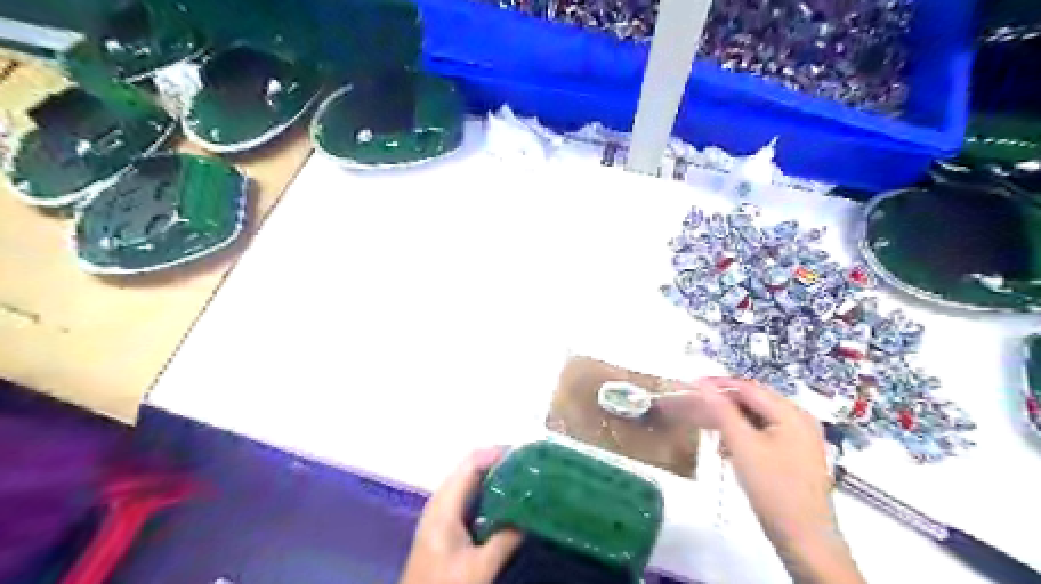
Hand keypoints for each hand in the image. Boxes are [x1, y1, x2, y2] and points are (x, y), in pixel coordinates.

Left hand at [401, 447, 525, 583]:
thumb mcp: (481, 567)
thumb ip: (506, 540)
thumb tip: (530, 516)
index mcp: (444, 505)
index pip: (471, 464)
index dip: (495, 453)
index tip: (523, 454)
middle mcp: (439, 501)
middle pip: (468, 469)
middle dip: (496, 462)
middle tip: (526, 465)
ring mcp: (439, 513)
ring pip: (467, 482)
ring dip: (491, 476)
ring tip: (519, 478)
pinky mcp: (442, 525)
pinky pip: (465, 496)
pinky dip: (484, 491)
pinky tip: (502, 501)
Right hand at [662, 378, 866, 583]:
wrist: (804, 539)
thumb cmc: (773, 488)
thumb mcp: (743, 446)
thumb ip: (722, 412)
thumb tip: (702, 385)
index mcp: (791, 413)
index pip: (748, 388)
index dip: (717, 385)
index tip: (689, 385)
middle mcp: (799, 419)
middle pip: (753, 401)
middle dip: (723, 404)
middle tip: (695, 407)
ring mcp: (799, 438)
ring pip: (757, 418)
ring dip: (731, 421)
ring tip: (708, 431)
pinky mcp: (795, 455)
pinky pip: (764, 433)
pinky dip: (743, 436)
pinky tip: (727, 448)